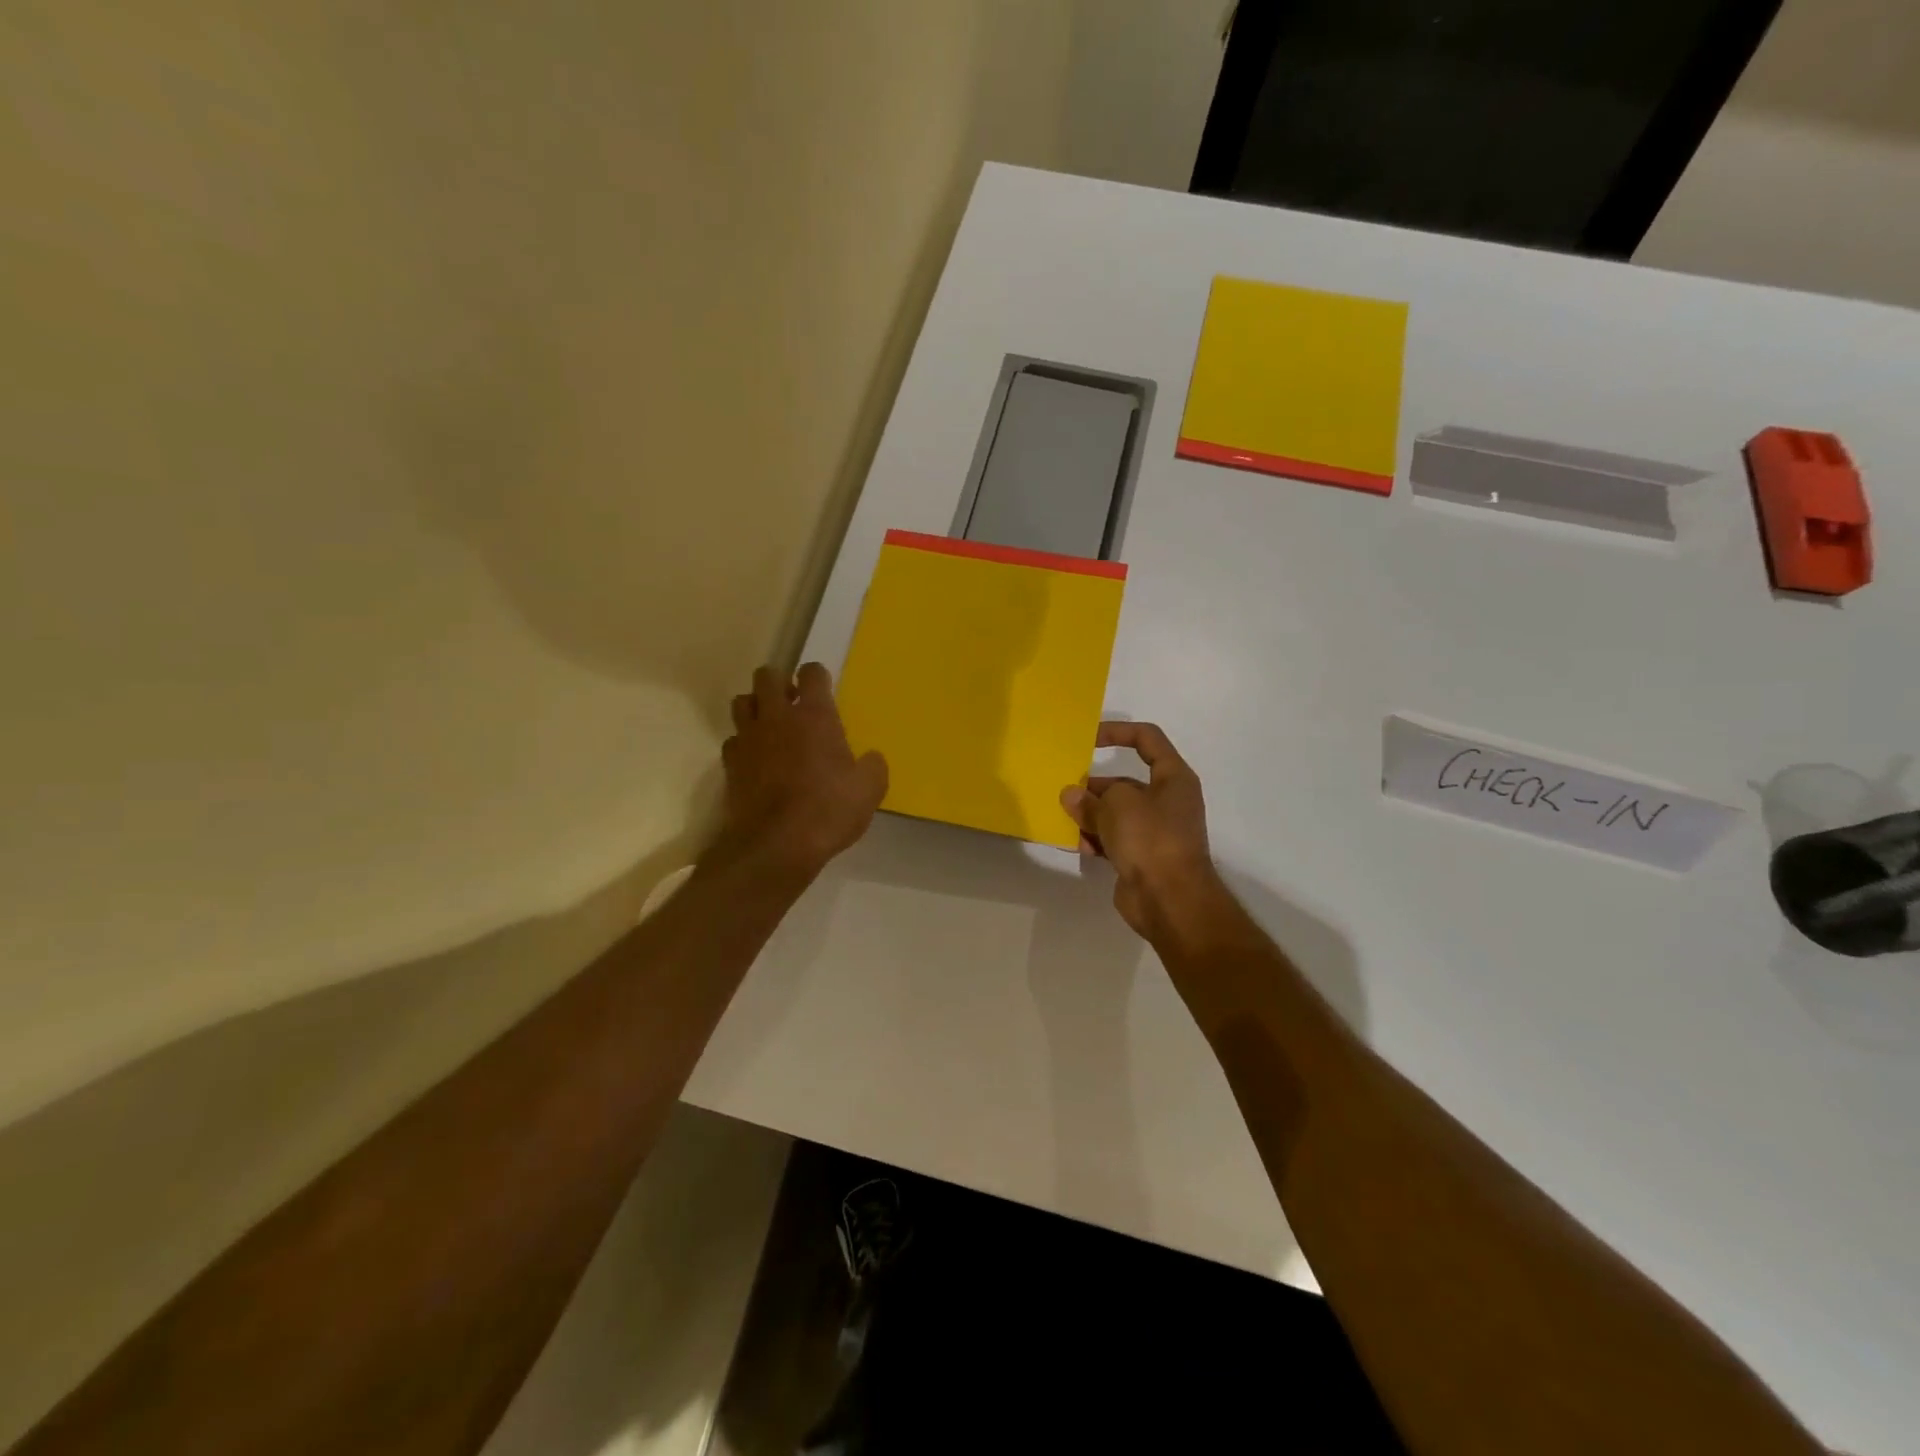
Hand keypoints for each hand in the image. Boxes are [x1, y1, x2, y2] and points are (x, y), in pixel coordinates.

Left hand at [719, 663, 887, 878]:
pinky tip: (756, 759)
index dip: (817, 676)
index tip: (823, 689)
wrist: (776, 845)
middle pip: (767, 676)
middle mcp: (777, 717)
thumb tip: (871, 759)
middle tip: (794, 703)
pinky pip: (733, 739)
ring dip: (756, 707)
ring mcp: (749, 738)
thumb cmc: (828, 810)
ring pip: (742, 702)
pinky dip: (743, 743)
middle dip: (780, 682)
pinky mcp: (730, 764)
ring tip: (771, 726)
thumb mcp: (869, 791)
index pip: (811, 672)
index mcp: (815, 716)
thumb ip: (873, 767)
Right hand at [1060, 722, 1223, 941]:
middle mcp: (1168, 800)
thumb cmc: (1150, 838)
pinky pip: (1115, 839)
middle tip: (1067, 792)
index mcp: (1173, 778)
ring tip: (1068, 819)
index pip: (1147, 739)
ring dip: (1092, 815)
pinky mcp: (1143, 857)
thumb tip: (1072, 796)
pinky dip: (1097, 839)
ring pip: (1117, 813)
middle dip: (1095, 786)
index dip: (1117, 732)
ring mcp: (1156, 831)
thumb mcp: (1116, 806)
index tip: (1087, 739)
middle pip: (1125, 782)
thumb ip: (1090, 798)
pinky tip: (1079, 845)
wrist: (1170, 900)